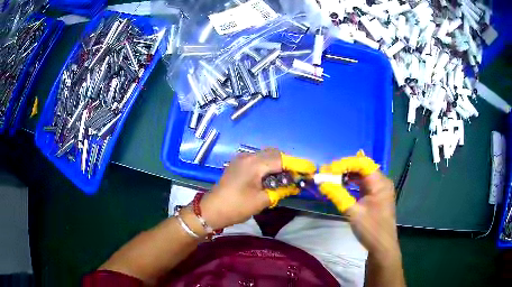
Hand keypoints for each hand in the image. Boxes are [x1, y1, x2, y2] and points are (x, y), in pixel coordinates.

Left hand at [199, 149, 315, 229]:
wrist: (211, 210)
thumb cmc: (236, 207)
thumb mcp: (262, 200)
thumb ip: (280, 190)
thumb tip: (295, 185)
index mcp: (254, 164)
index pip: (281, 159)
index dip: (297, 164)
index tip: (310, 169)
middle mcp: (248, 156)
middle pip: (274, 153)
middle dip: (288, 163)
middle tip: (297, 176)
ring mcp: (242, 159)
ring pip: (266, 155)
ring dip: (278, 163)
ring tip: (286, 177)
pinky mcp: (238, 164)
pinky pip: (258, 160)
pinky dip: (268, 165)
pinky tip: (271, 177)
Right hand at [319, 152, 399, 258]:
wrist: (382, 246)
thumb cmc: (371, 229)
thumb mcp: (353, 212)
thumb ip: (338, 195)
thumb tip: (322, 183)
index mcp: (380, 183)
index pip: (362, 164)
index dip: (345, 164)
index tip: (329, 169)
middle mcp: (382, 182)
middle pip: (363, 168)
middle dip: (345, 168)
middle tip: (328, 173)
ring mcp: (380, 189)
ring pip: (363, 175)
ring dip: (348, 175)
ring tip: (333, 177)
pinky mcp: (377, 196)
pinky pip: (364, 184)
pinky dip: (353, 183)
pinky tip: (343, 185)